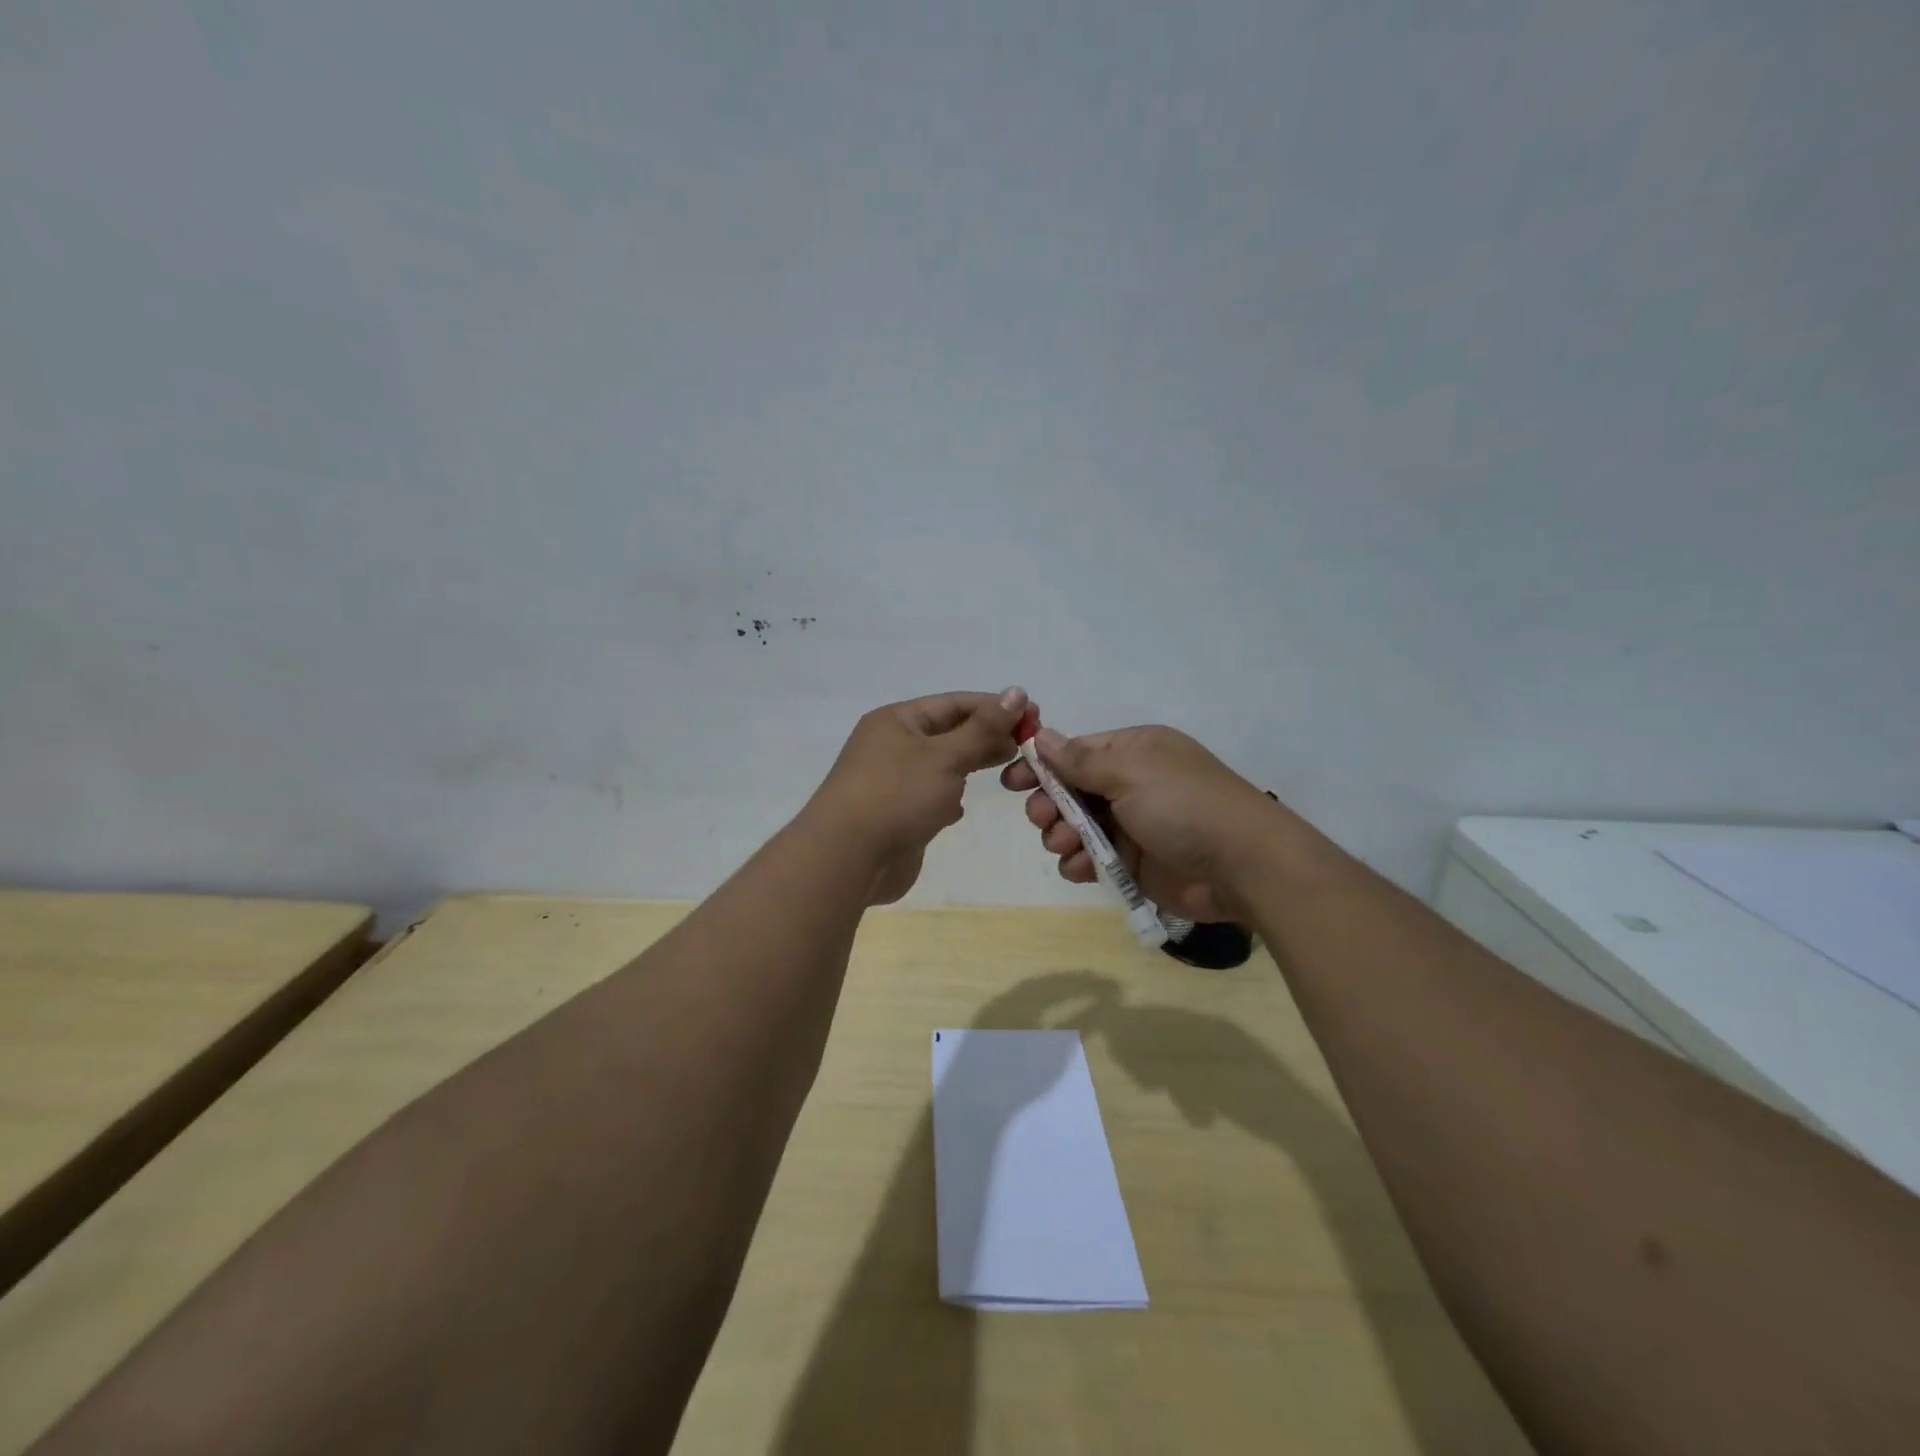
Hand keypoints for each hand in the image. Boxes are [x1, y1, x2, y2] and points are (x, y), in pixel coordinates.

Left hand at [811, 687, 1028, 904]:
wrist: (848, 858)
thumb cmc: (897, 795)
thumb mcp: (945, 756)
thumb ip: (983, 728)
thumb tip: (1017, 692)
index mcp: (897, 720)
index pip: (954, 703)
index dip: (994, 706)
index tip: (1034, 714)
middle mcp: (892, 745)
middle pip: (949, 733)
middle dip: (987, 736)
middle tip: (1028, 745)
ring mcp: (892, 782)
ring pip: (941, 765)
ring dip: (971, 765)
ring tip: (1008, 768)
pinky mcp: (896, 815)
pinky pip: (930, 797)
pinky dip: (949, 797)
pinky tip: (961, 807)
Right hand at [999, 724, 1284, 922]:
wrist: (1241, 865)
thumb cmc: (1183, 805)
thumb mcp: (1131, 772)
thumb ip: (1080, 760)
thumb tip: (1041, 736)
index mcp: (1132, 752)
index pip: (1074, 752)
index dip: (1041, 766)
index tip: (1011, 782)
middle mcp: (1129, 785)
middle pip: (1069, 791)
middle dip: (1049, 805)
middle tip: (1043, 818)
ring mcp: (1131, 825)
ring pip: (1075, 827)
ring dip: (1061, 835)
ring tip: (1066, 845)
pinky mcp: (1133, 863)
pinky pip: (1091, 859)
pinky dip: (1079, 863)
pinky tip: (1080, 868)